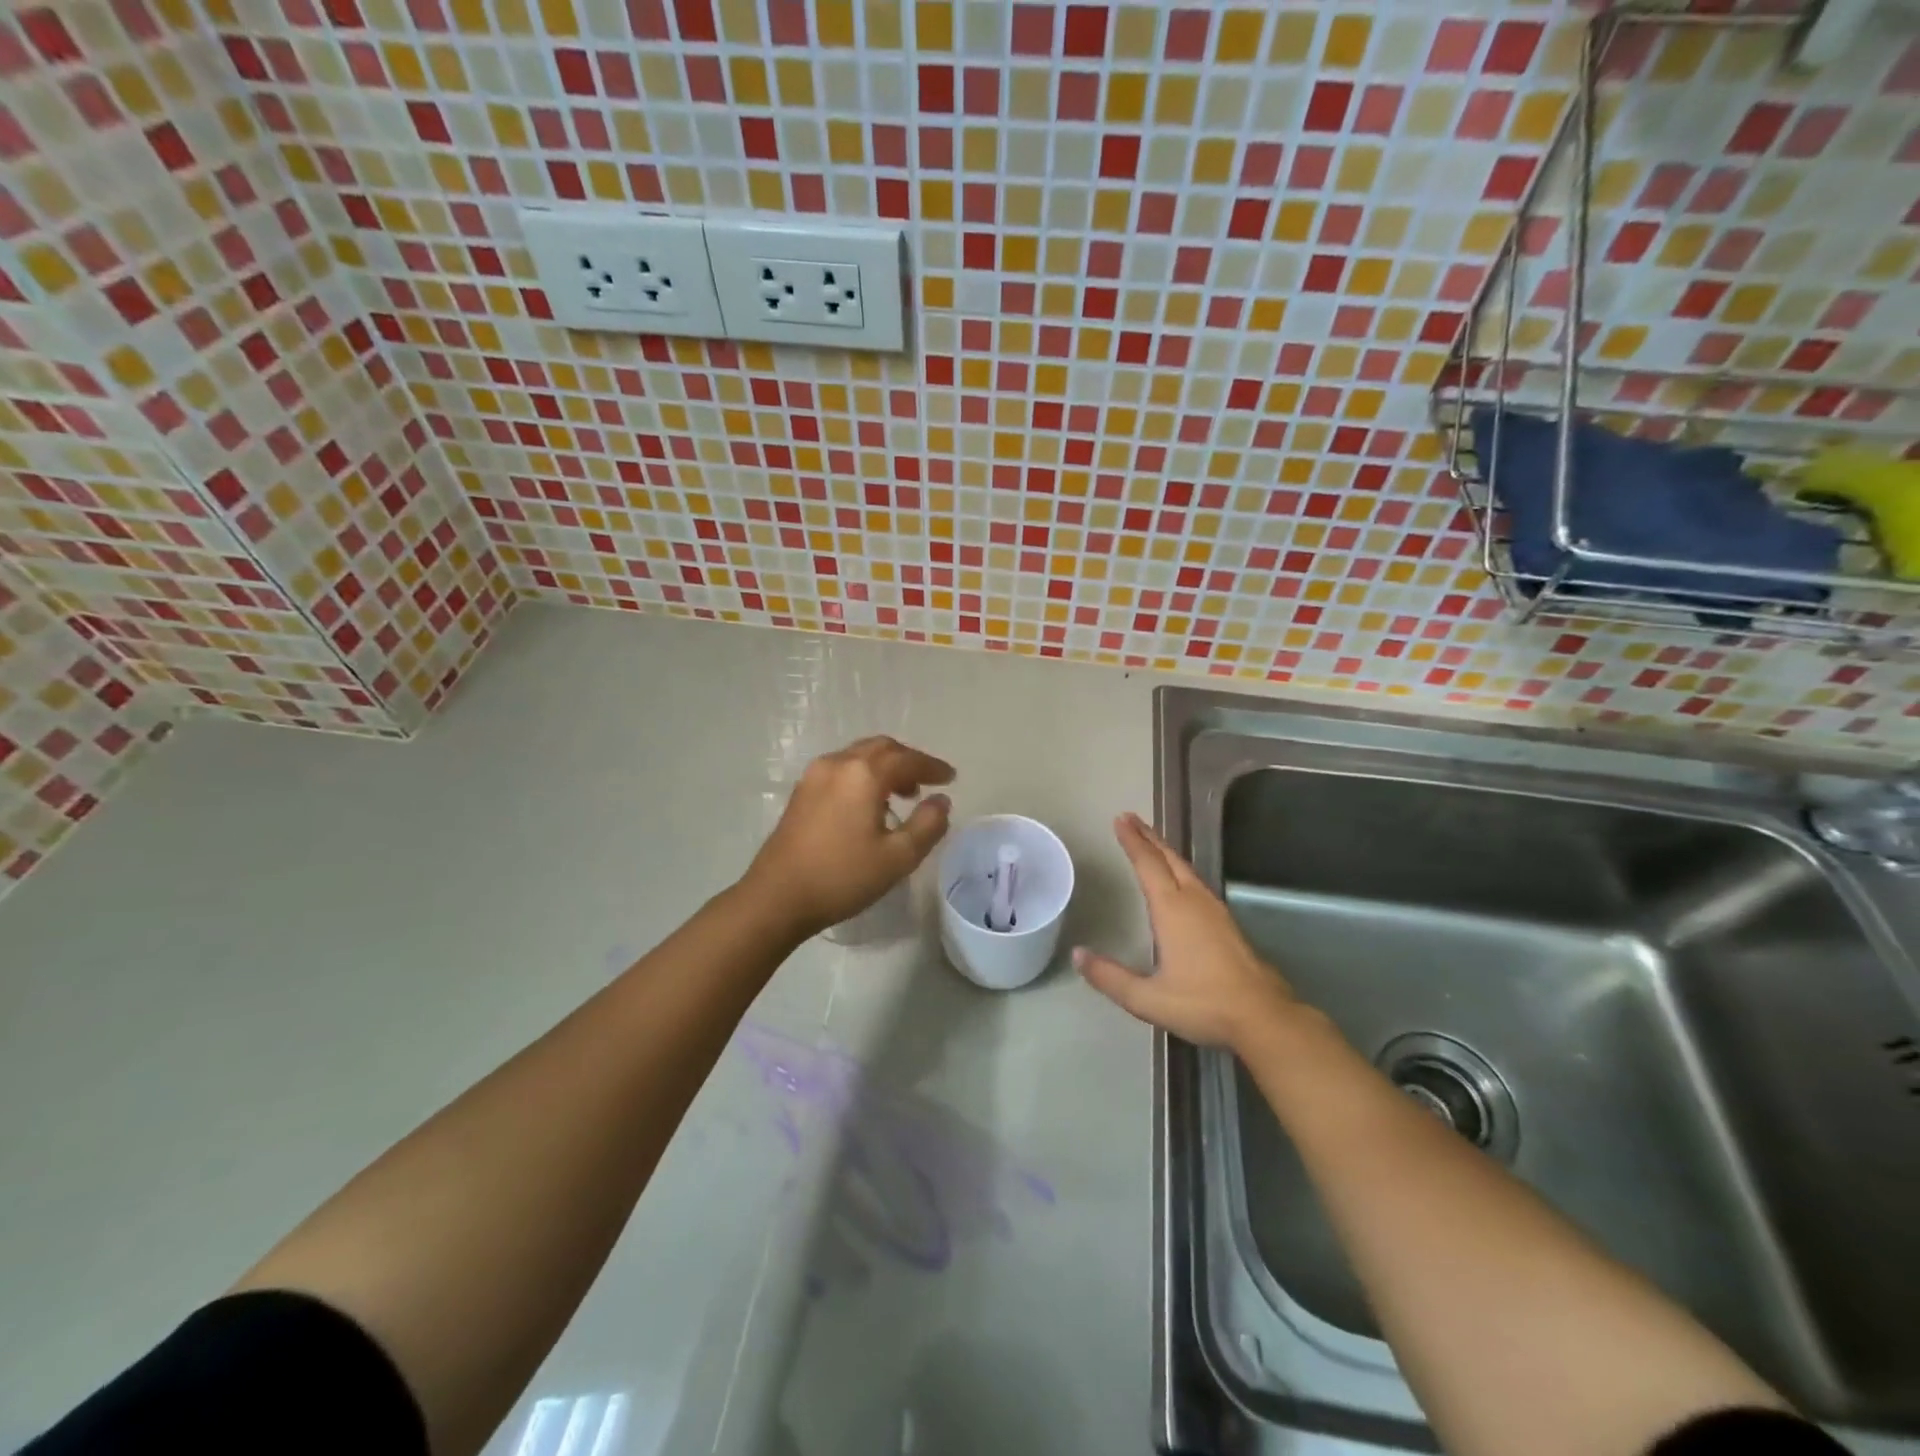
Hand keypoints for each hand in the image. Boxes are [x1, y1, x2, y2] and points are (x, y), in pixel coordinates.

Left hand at [743, 736, 953, 937]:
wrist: (776, 897)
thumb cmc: (842, 876)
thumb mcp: (897, 857)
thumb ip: (927, 825)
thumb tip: (941, 801)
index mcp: (863, 774)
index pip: (907, 759)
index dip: (932, 767)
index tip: (951, 778)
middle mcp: (838, 763)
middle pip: (881, 748)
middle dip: (908, 761)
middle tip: (927, 783)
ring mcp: (814, 776)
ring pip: (858, 756)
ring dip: (885, 767)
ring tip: (902, 795)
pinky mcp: (801, 792)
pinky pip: (842, 770)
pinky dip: (863, 775)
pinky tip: (869, 805)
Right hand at [1076, 813, 1296, 1052]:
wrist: (1264, 1018)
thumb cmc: (1203, 1004)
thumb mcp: (1148, 998)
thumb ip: (1110, 977)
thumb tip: (1078, 954)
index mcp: (1173, 910)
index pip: (1148, 865)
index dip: (1133, 841)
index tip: (1120, 820)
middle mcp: (1194, 901)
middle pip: (1169, 859)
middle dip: (1149, 837)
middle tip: (1131, 819)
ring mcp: (1215, 910)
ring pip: (1186, 869)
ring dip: (1165, 852)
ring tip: (1151, 843)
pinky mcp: (1227, 924)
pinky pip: (1197, 883)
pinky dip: (1180, 870)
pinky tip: (1180, 881)